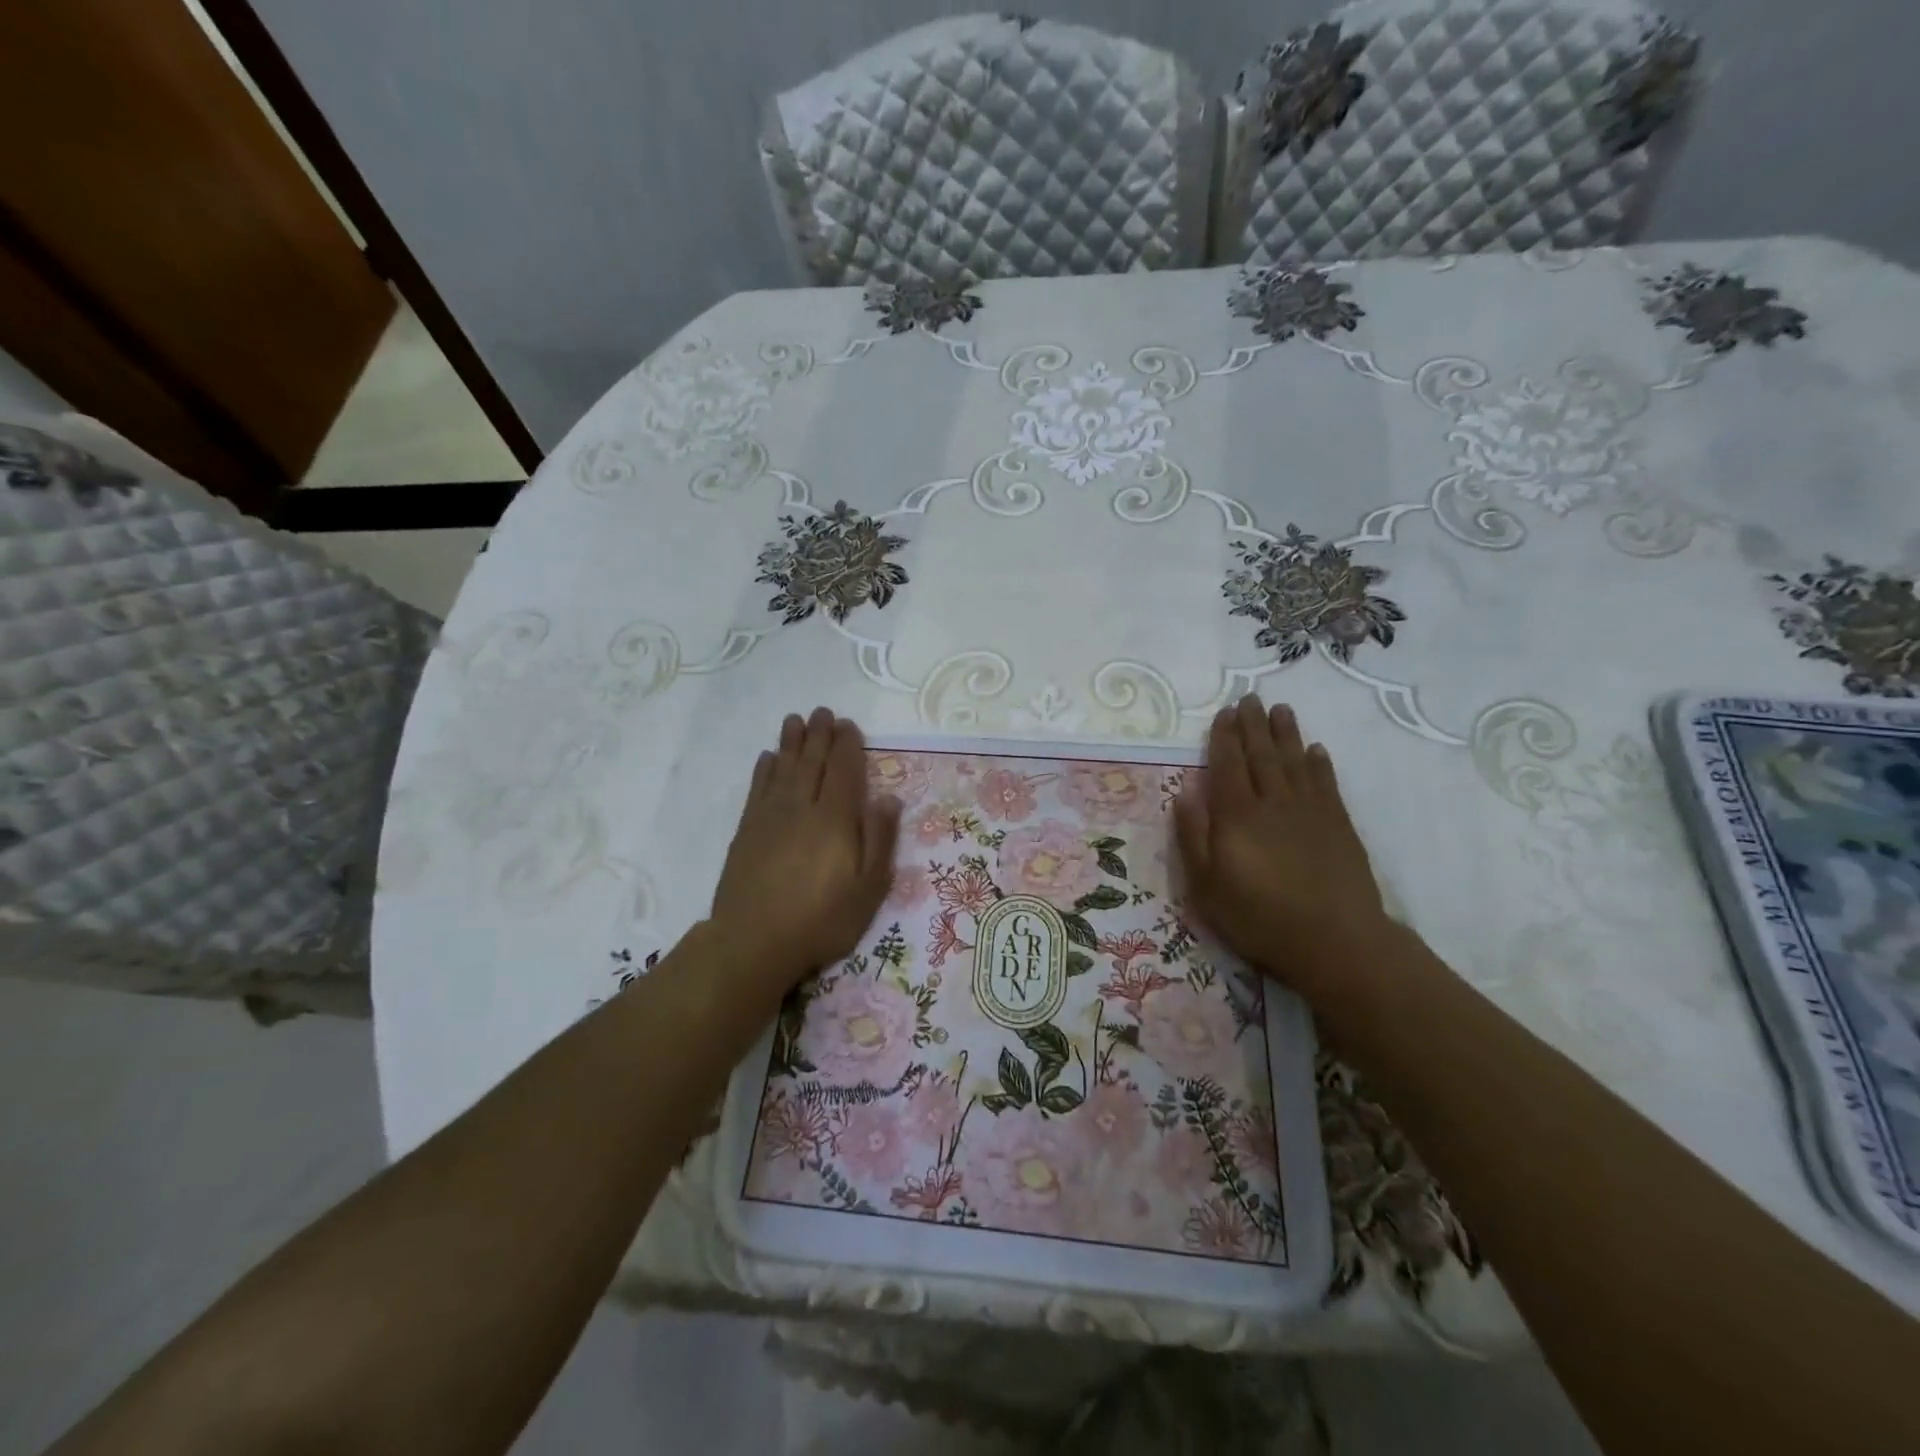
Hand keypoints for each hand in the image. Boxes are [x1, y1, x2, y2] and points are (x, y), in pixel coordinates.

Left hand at [710, 708, 900, 995]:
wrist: (753, 942)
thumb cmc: (821, 920)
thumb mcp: (868, 889)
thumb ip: (880, 840)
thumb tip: (889, 799)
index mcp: (835, 819)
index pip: (844, 771)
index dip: (847, 745)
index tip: (848, 725)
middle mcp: (801, 808)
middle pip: (812, 762)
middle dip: (819, 735)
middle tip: (822, 712)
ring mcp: (770, 817)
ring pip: (783, 768)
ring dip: (791, 743)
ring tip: (795, 720)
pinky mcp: (747, 831)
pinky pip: (758, 789)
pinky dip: (764, 769)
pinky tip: (768, 758)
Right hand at [1173, 697, 1391, 1005]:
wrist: (1335, 941)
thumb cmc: (1259, 918)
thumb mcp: (1207, 886)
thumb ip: (1193, 837)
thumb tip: (1183, 793)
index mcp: (1237, 816)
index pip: (1227, 765)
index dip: (1224, 737)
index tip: (1224, 712)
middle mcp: (1273, 803)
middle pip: (1261, 755)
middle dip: (1253, 725)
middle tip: (1251, 698)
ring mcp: (1310, 812)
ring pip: (1295, 762)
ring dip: (1286, 734)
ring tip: (1281, 710)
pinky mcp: (1339, 826)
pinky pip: (1326, 784)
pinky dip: (1319, 764)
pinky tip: (1315, 750)